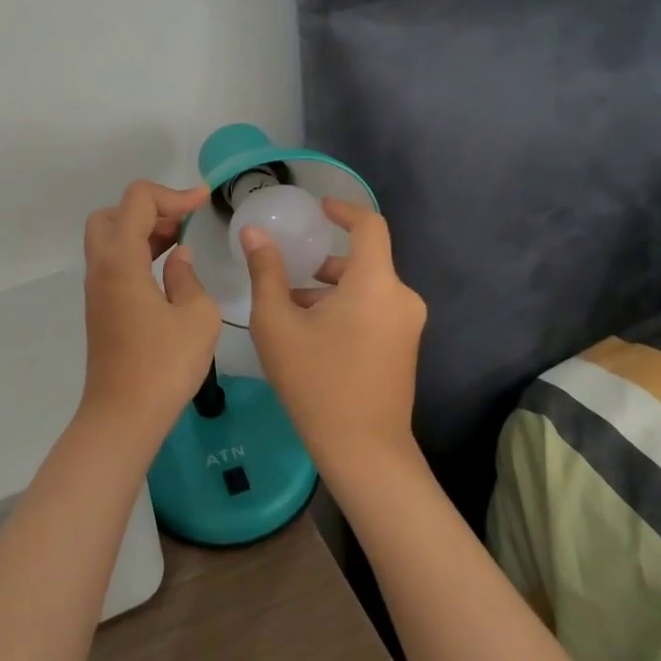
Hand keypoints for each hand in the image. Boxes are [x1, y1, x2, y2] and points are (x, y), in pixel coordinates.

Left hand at [80, 180, 221, 448]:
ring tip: (183, 240)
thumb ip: (189, 278)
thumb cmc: (163, 365)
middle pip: (113, 213)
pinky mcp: (102, 307)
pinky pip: (116, 261)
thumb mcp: (197, 317)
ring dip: (144, 230)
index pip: (137, 200)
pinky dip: (139, 251)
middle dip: (150, 208)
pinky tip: (169, 268)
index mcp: (121, 260)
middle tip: (183, 223)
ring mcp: (97, 288)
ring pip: (111, 238)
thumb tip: (178, 259)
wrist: (122, 416)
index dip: (173, 194)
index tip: (204, 203)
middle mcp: (102, 266)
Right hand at [241, 198, 425, 471]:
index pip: (369, 225)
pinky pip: (375, 309)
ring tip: (292, 310)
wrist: (364, 451)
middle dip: (324, 262)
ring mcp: (408, 324)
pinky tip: (313, 334)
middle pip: (363, 260)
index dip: (343, 209)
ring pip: (367, 287)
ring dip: (331, 289)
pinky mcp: (405, 347)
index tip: (317, 209)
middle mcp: (401, 297)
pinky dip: (346, 307)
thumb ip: (265, 271)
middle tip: (287, 274)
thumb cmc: (316, 381)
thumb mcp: (277, 323)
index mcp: (375, 283)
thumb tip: (253, 232)